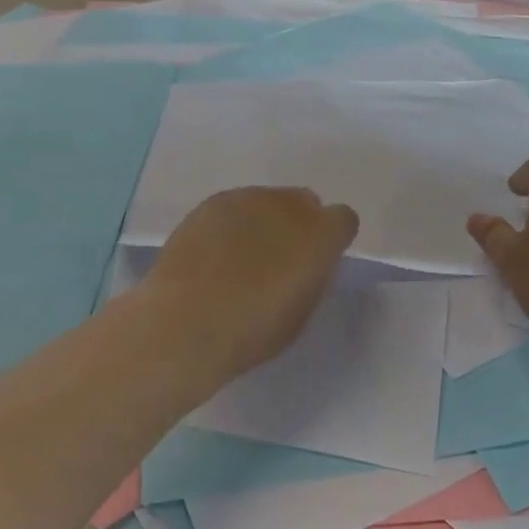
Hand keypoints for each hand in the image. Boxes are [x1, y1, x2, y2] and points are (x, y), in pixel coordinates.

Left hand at [133, 187, 358, 388]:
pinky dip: (232, 224)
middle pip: (305, 202)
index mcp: (321, 235)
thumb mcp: (300, 313)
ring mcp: (248, 198)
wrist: (185, 323)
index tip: (317, 261)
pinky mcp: (213, 201)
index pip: (343, 219)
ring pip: (268, 201)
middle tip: (278, 259)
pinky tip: (214, 253)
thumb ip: (312, 276)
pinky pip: (235, 206)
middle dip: (299, 225)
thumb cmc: (251, 331)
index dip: (332, 239)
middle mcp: (289, 205)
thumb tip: (307, 262)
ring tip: (240, 258)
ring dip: (264, 222)